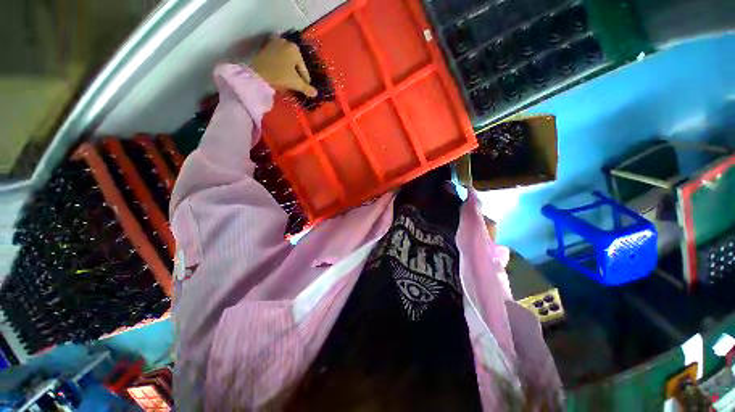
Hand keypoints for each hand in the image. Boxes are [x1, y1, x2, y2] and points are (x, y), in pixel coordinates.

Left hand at [250, 37, 317, 97]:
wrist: (258, 73)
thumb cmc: (280, 75)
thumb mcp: (296, 83)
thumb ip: (306, 88)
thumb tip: (316, 93)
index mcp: (296, 49)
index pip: (304, 70)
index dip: (305, 81)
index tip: (304, 88)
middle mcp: (286, 42)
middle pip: (295, 63)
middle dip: (295, 74)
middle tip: (295, 84)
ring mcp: (275, 43)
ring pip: (286, 61)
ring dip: (288, 70)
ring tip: (287, 80)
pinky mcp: (266, 47)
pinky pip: (278, 58)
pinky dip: (280, 65)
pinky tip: (279, 74)